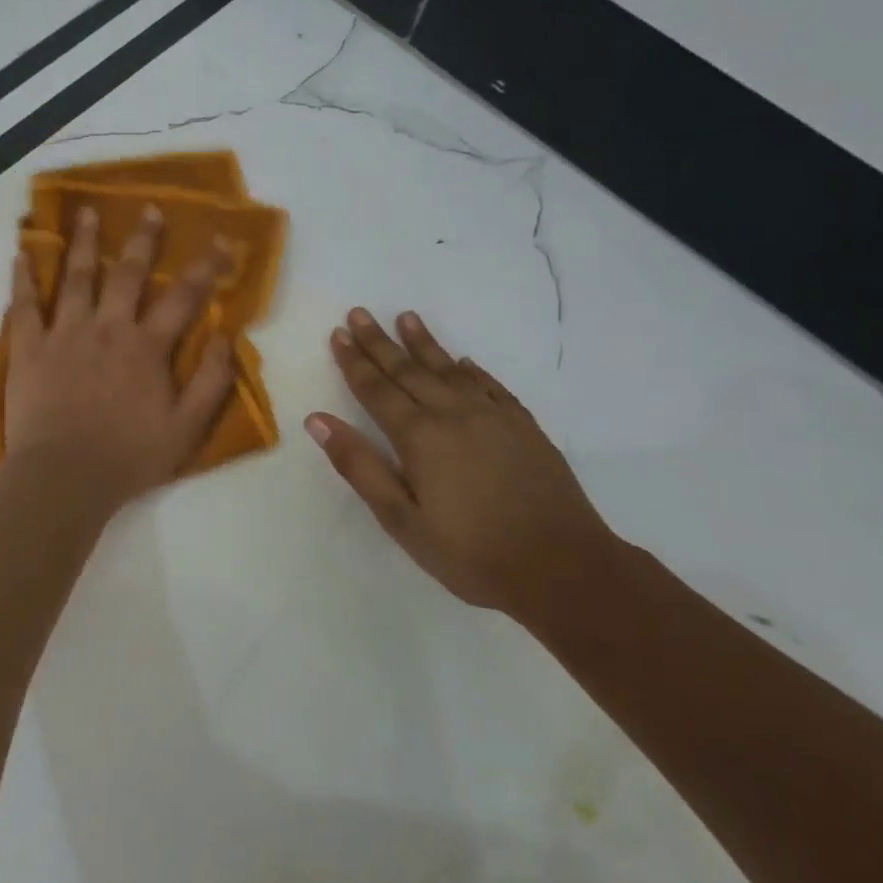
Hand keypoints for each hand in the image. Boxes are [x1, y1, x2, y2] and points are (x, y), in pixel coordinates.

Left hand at [3, 206, 234, 512]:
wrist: (64, 478)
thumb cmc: (129, 457)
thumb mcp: (187, 428)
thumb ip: (211, 381)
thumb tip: (226, 336)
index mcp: (146, 347)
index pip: (183, 297)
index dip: (205, 267)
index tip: (219, 238)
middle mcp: (107, 328)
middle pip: (127, 274)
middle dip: (142, 239)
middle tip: (148, 209)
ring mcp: (65, 334)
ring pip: (76, 277)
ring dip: (84, 242)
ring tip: (87, 212)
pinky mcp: (29, 348)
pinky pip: (24, 305)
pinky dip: (22, 278)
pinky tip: (21, 253)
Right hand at [305, 308, 614, 618]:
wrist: (564, 568)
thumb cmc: (471, 553)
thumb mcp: (401, 519)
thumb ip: (359, 466)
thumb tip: (317, 419)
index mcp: (419, 436)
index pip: (376, 389)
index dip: (354, 361)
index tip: (338, 334)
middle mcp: (453, 414)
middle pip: (408, 370)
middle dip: (380, 341)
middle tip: (360, 313)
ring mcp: (493, 416)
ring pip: (449, 369)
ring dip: (424, 343)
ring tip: (406, 318)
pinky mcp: (524, 427)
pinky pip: (491, 386)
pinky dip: (473, 370)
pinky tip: (464, 362)